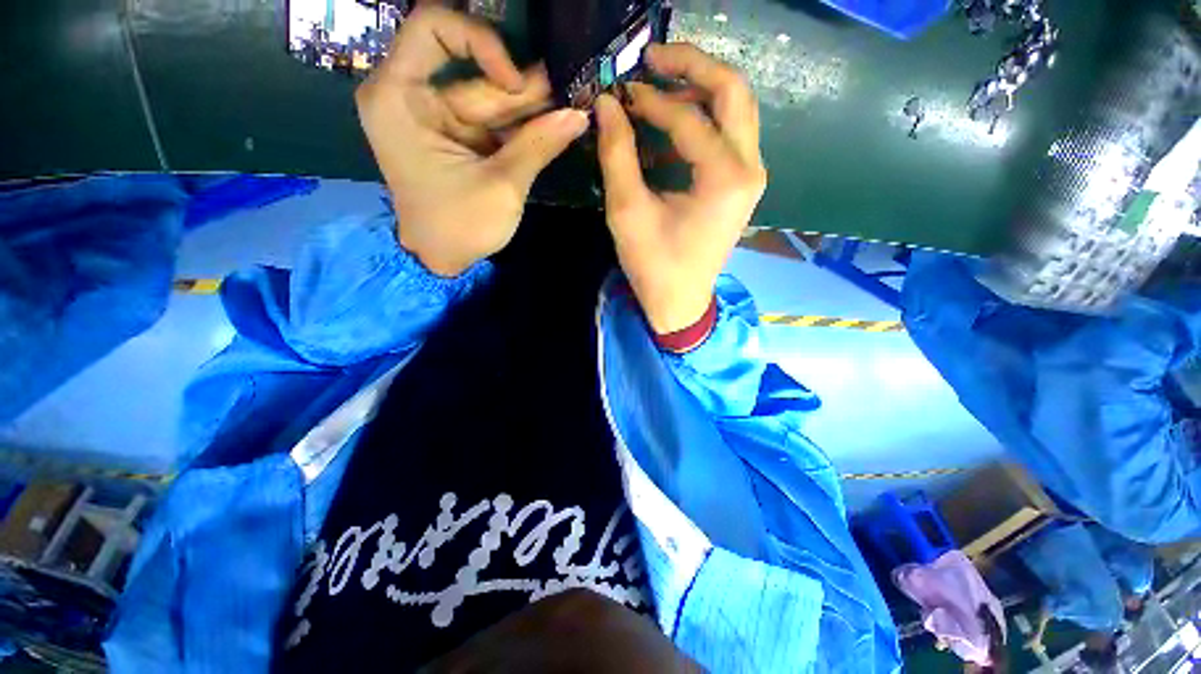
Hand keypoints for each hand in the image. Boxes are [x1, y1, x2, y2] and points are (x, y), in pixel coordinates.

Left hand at [357, 7, 588, 275]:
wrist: (441, 260)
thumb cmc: (460, 226)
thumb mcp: (502, 185)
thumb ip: (539, 144)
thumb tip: (579, 116)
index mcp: (400, 98)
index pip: (433, 28)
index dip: (480, 41)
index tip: (514, 81)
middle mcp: (412, 98)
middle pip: (473, 75)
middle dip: (522, 89)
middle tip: (568, 92)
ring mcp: (436, 119)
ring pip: (488, 100)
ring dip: (529, 109)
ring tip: (570, 106)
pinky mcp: (455, 138)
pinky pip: (491, 123)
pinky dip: (520, 127)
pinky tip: (552, 124)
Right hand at [595, 43, 766, 333]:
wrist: (680, 302)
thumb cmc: (654, 265)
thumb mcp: (628, 213)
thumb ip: (617, 154)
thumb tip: (606, 106)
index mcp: (725, 179)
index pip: (689, 118)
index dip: (651, 99)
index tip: (619, 93)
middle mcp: (749, 169)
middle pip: (732, 91)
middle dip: (692, 66)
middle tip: (652, 58)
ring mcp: (750, 176)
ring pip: (734, 109)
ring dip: (698, 91)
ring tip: (657, 88)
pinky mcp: (741, 185)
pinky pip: (727, 135)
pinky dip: (700, 121)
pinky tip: (669, 129)